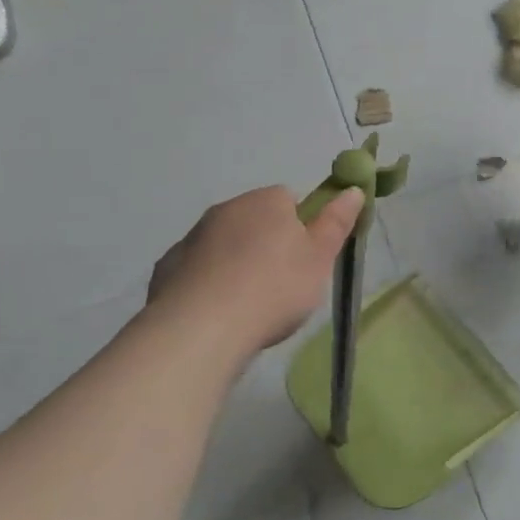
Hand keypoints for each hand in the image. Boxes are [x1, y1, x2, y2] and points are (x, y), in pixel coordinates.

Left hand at [146, 185, 364, 360]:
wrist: (201, 329)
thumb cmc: (274, 288)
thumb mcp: (320, 258)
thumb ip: (336, 222)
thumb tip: (352, 190)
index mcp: (265, 201)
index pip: (289, 199)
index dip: (301, 227)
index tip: (306, 258)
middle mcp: (225, 210)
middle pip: (255, 221)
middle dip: (268, 245)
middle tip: (283, 284)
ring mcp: (191, 238)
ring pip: (224, 245)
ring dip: (236, 264)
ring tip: (249, 306)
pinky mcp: (167, 269)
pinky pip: (197, 270)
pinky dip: (208, 285)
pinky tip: (218, 314)